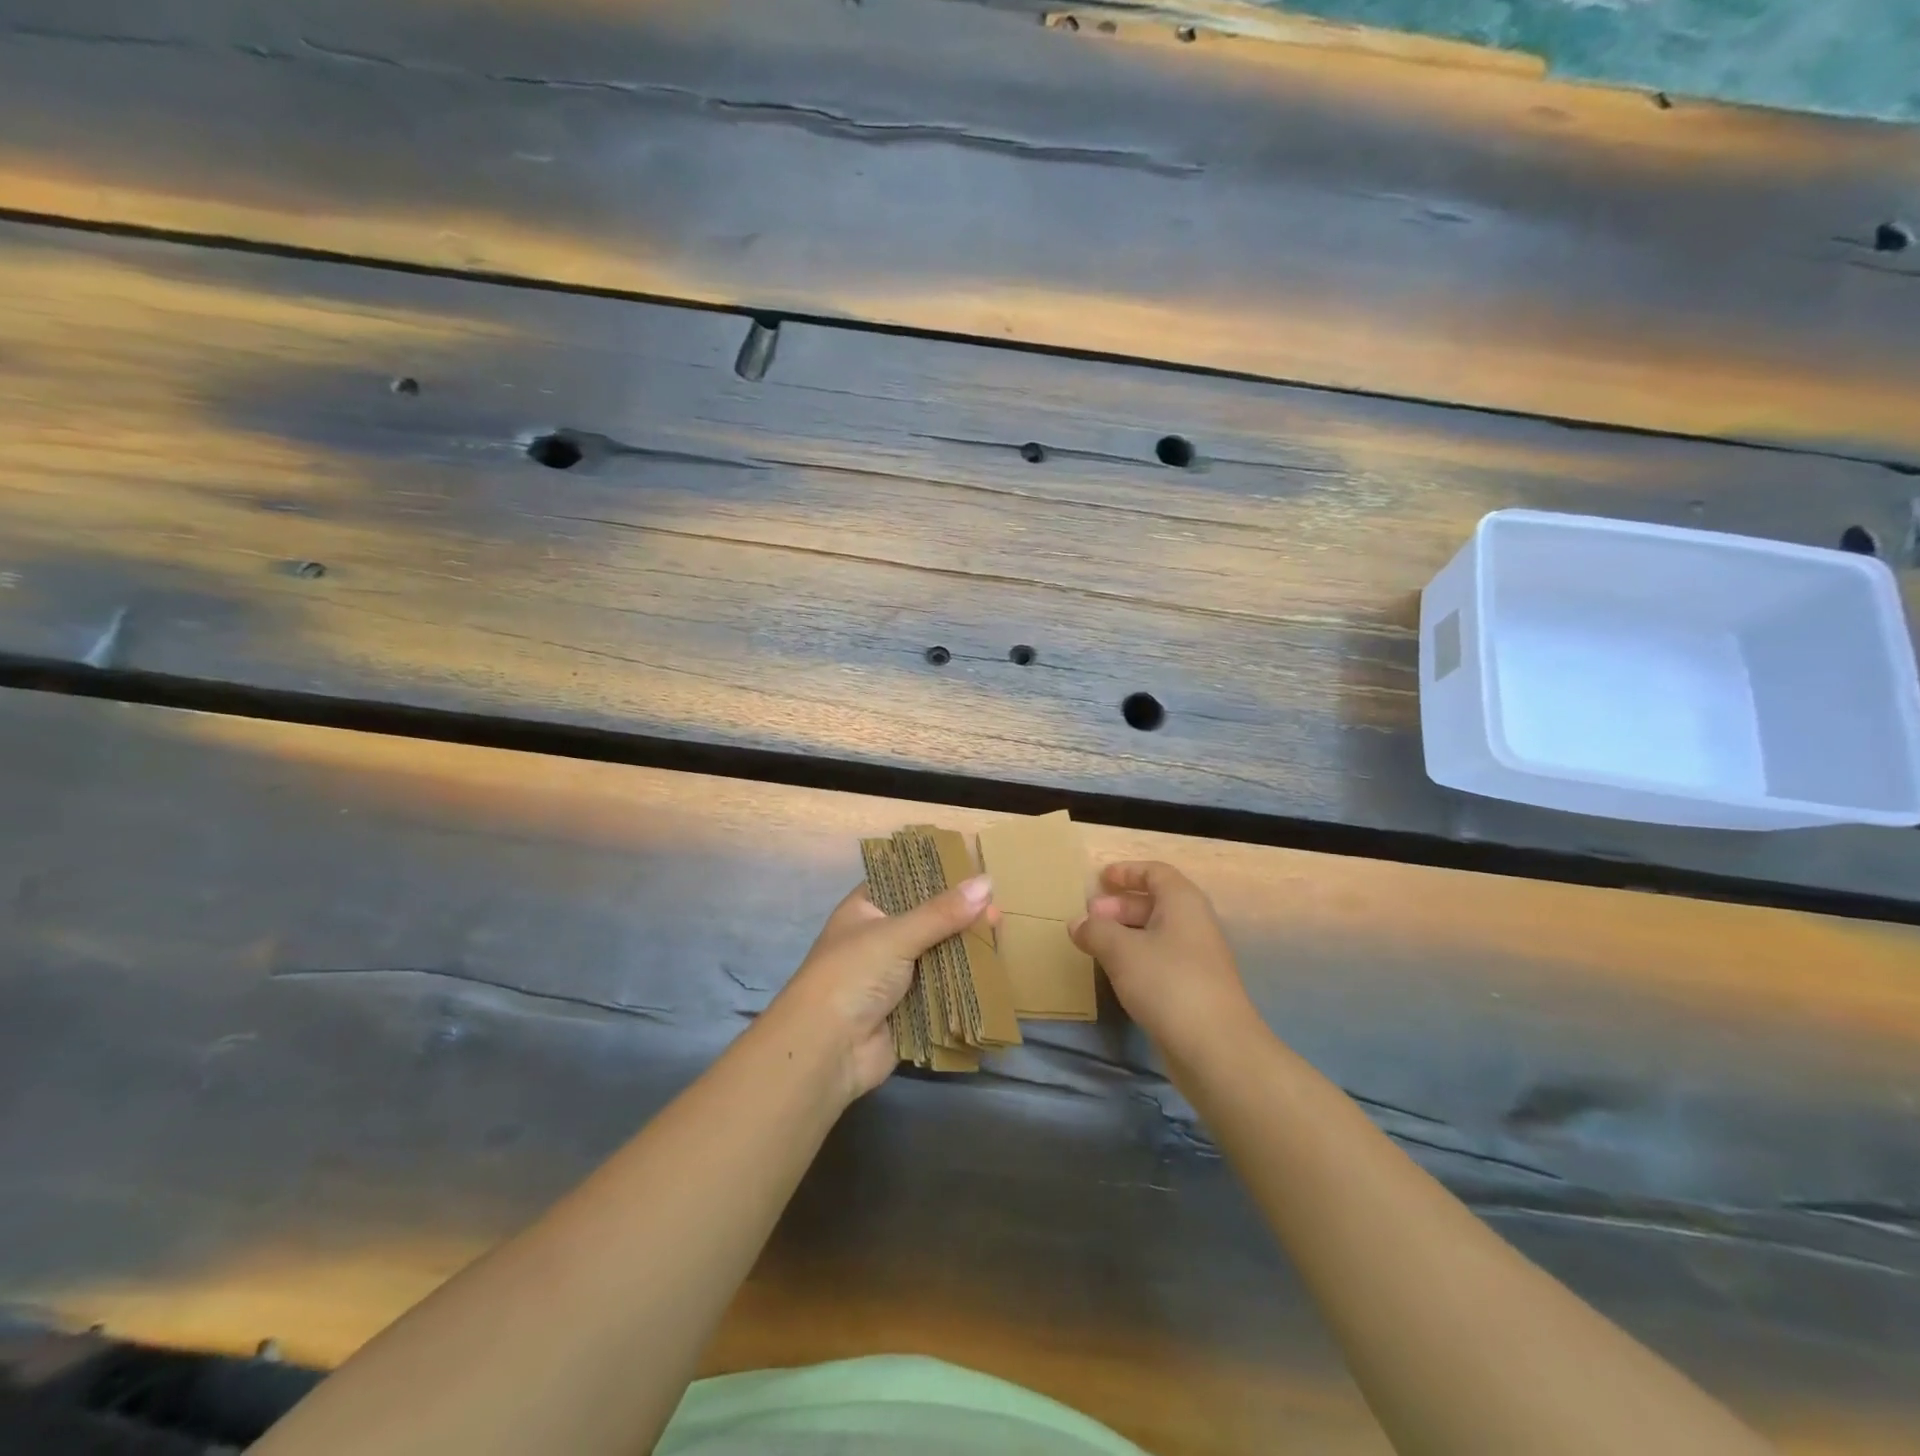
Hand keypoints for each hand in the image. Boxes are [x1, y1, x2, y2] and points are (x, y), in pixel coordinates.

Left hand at [768, 873, 995, 1103]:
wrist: (826, 1051)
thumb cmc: (852, 976)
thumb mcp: (896, 935)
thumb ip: (942, 912)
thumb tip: (988, 882)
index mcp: (866, 910)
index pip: (904, 882)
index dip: (936, 877)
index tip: (974, 872)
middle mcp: (879, 939)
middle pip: (927, 920)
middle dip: (959, 917)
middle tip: (997, 909)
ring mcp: (894, 976)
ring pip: (937, 956)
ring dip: (965, 950)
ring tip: (1001, 934)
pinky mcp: (909, 1009)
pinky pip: (942, 990)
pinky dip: (964, 984)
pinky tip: (994, 971)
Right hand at [1069, 861, 1253, 1062]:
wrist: (1216, 1048)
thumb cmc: (1167, 983)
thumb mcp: (1121, 950)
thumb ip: (1095, 930)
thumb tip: (1077, 923)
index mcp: (1182, 902)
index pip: (1155, 872)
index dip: (1127, 871)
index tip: (1100, 879)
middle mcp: (1194, 923)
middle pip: (1155, 902)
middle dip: (1120, 906)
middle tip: (1089, 917)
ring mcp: (1197, 958)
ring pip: (1157, 933)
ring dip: (1126, 934)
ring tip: (1095, 946)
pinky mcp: (1194, 989)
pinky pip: (1160, 959)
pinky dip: (1136, 958)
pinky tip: (1116, 974)